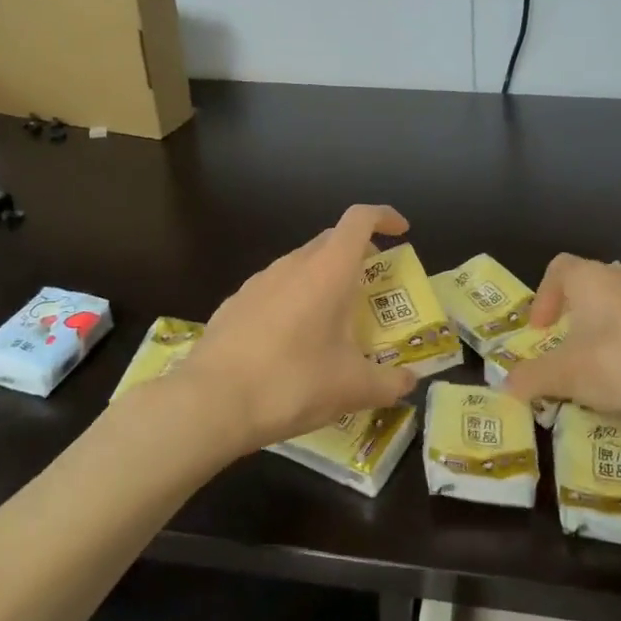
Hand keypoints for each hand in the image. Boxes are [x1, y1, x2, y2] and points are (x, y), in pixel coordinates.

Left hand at [170, 205, 419, 455]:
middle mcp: (292, 265)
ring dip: (323, 279)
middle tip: (373, 289)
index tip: (401, 232)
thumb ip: (389, 383)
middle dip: (357, 254)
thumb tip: (409, 382)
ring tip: (333, 322)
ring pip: (300, 265)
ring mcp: (257, 282)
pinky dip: (293, 301)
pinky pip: (274, 289)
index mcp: (328, 271)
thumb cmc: (293, 384)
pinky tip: (291, 342)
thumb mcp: (352, 389)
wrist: (211, 403)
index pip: (359, 219)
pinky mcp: (234, 304)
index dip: (384, 217)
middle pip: (331, 240)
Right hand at [504, 255, 620, 440]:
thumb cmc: (618, 366)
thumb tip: (506, 387)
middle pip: (596, 282)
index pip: (559, 268)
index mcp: (591, 280)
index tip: (543, 329)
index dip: (545, 295)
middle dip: (583, 310)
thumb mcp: (564, 377)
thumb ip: (531, 378)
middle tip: (577, 345)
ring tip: (617, 359)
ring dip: (620, 322)